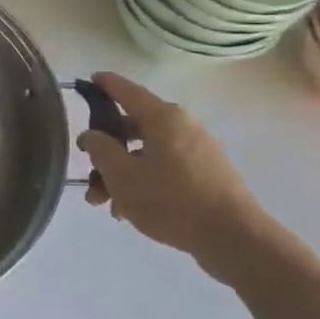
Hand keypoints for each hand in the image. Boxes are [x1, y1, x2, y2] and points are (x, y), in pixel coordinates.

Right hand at [78, 72, 268, 267]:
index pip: (127, 91)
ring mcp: (197, 150)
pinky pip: (164, 168)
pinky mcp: (206, 174)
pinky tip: (129, 211)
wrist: (233, 238)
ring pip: (146, 153)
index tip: (88, 80)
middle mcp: (182, 126)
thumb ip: (100, 150)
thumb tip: (92, 134)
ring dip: (122, 173)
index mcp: (163, 118)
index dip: (105, 84)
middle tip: (87, 171)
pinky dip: (143, 182)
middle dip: (106, 151)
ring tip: (105, 204)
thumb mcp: (123, 176)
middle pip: (133, 128)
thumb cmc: (172, 200)